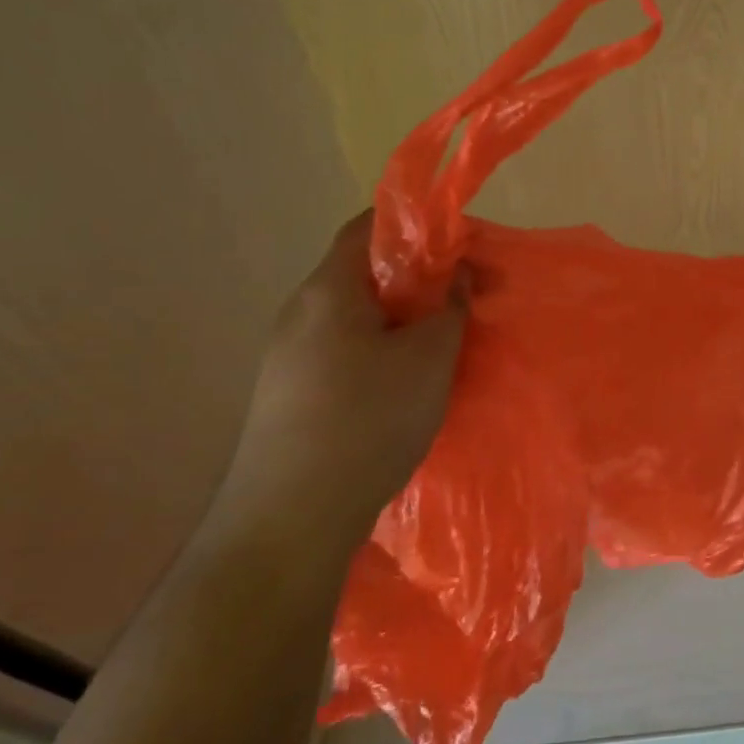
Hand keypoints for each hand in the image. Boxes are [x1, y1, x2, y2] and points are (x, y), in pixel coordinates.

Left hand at [233, 210, 466, 522]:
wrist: (290, 518)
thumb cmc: (367, 420)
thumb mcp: (429, 359)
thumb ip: (449, 307)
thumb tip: (455, 275)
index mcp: (328, 289)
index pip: (368, 226)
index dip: (415, 225)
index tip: (457, 248)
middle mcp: (299, 312)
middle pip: (362, 273)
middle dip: (414, 280)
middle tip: (457, 303)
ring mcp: (285, 355)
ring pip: (352, 316)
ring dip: (396, 321)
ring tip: (436, 348)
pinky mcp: (285, 393)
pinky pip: (339, 352)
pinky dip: (375, 352)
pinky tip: (400, 389)